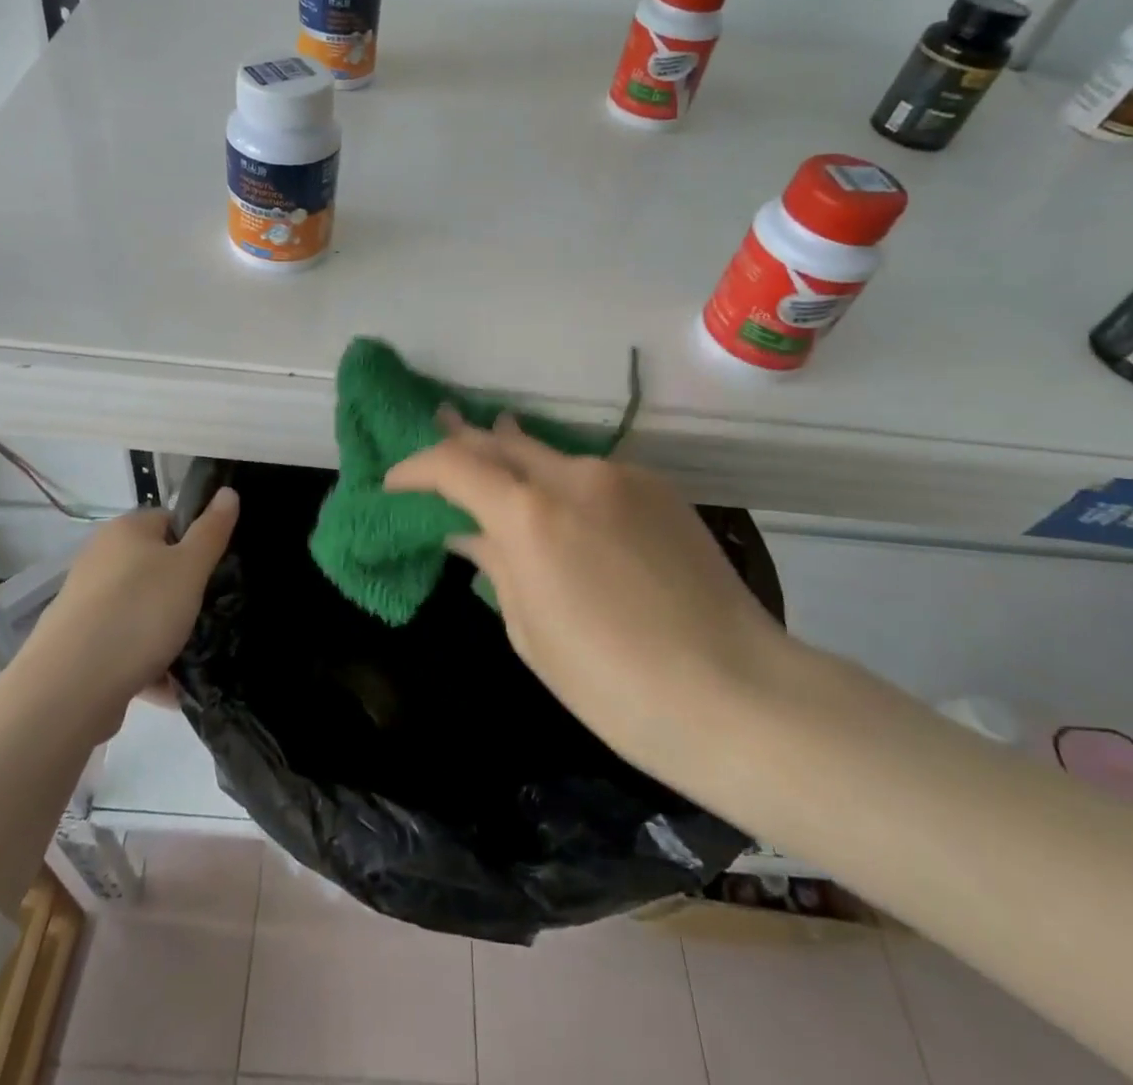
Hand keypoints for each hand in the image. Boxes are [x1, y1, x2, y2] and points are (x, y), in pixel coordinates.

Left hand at [19, 489, 238, 727]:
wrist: (70, 687)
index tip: (216, 571)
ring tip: (193, 656)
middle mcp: (100, 559)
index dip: (197, 541)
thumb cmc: (139, 612)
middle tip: (209, 613)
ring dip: (167, 633)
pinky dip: (146, 663)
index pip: (170, 521)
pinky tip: (168, 688)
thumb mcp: (190, 568)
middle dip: (183, 593)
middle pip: (155, 568)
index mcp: (125, 531)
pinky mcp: (79, 644)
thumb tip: (228, 491)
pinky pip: (124, 646)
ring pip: (141, 611)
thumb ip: (212, 531)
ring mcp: (86, 603)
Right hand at [385, 414, 786, 785]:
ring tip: (492, 462)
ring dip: (512, 458)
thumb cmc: (615, 685)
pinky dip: (560, 481)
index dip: (415, 468)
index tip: (394, 485)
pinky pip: (591, 473)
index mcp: (530, 516)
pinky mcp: (658, 487)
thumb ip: (494, 563)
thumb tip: (467, 532)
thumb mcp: (530, 630)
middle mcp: (573, 476)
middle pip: (500, 439)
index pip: (453, 465)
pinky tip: (561, 505)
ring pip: (548, 453)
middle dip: (461, 441)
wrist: (739, 694)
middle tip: (435, 438)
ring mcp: (622, 476)